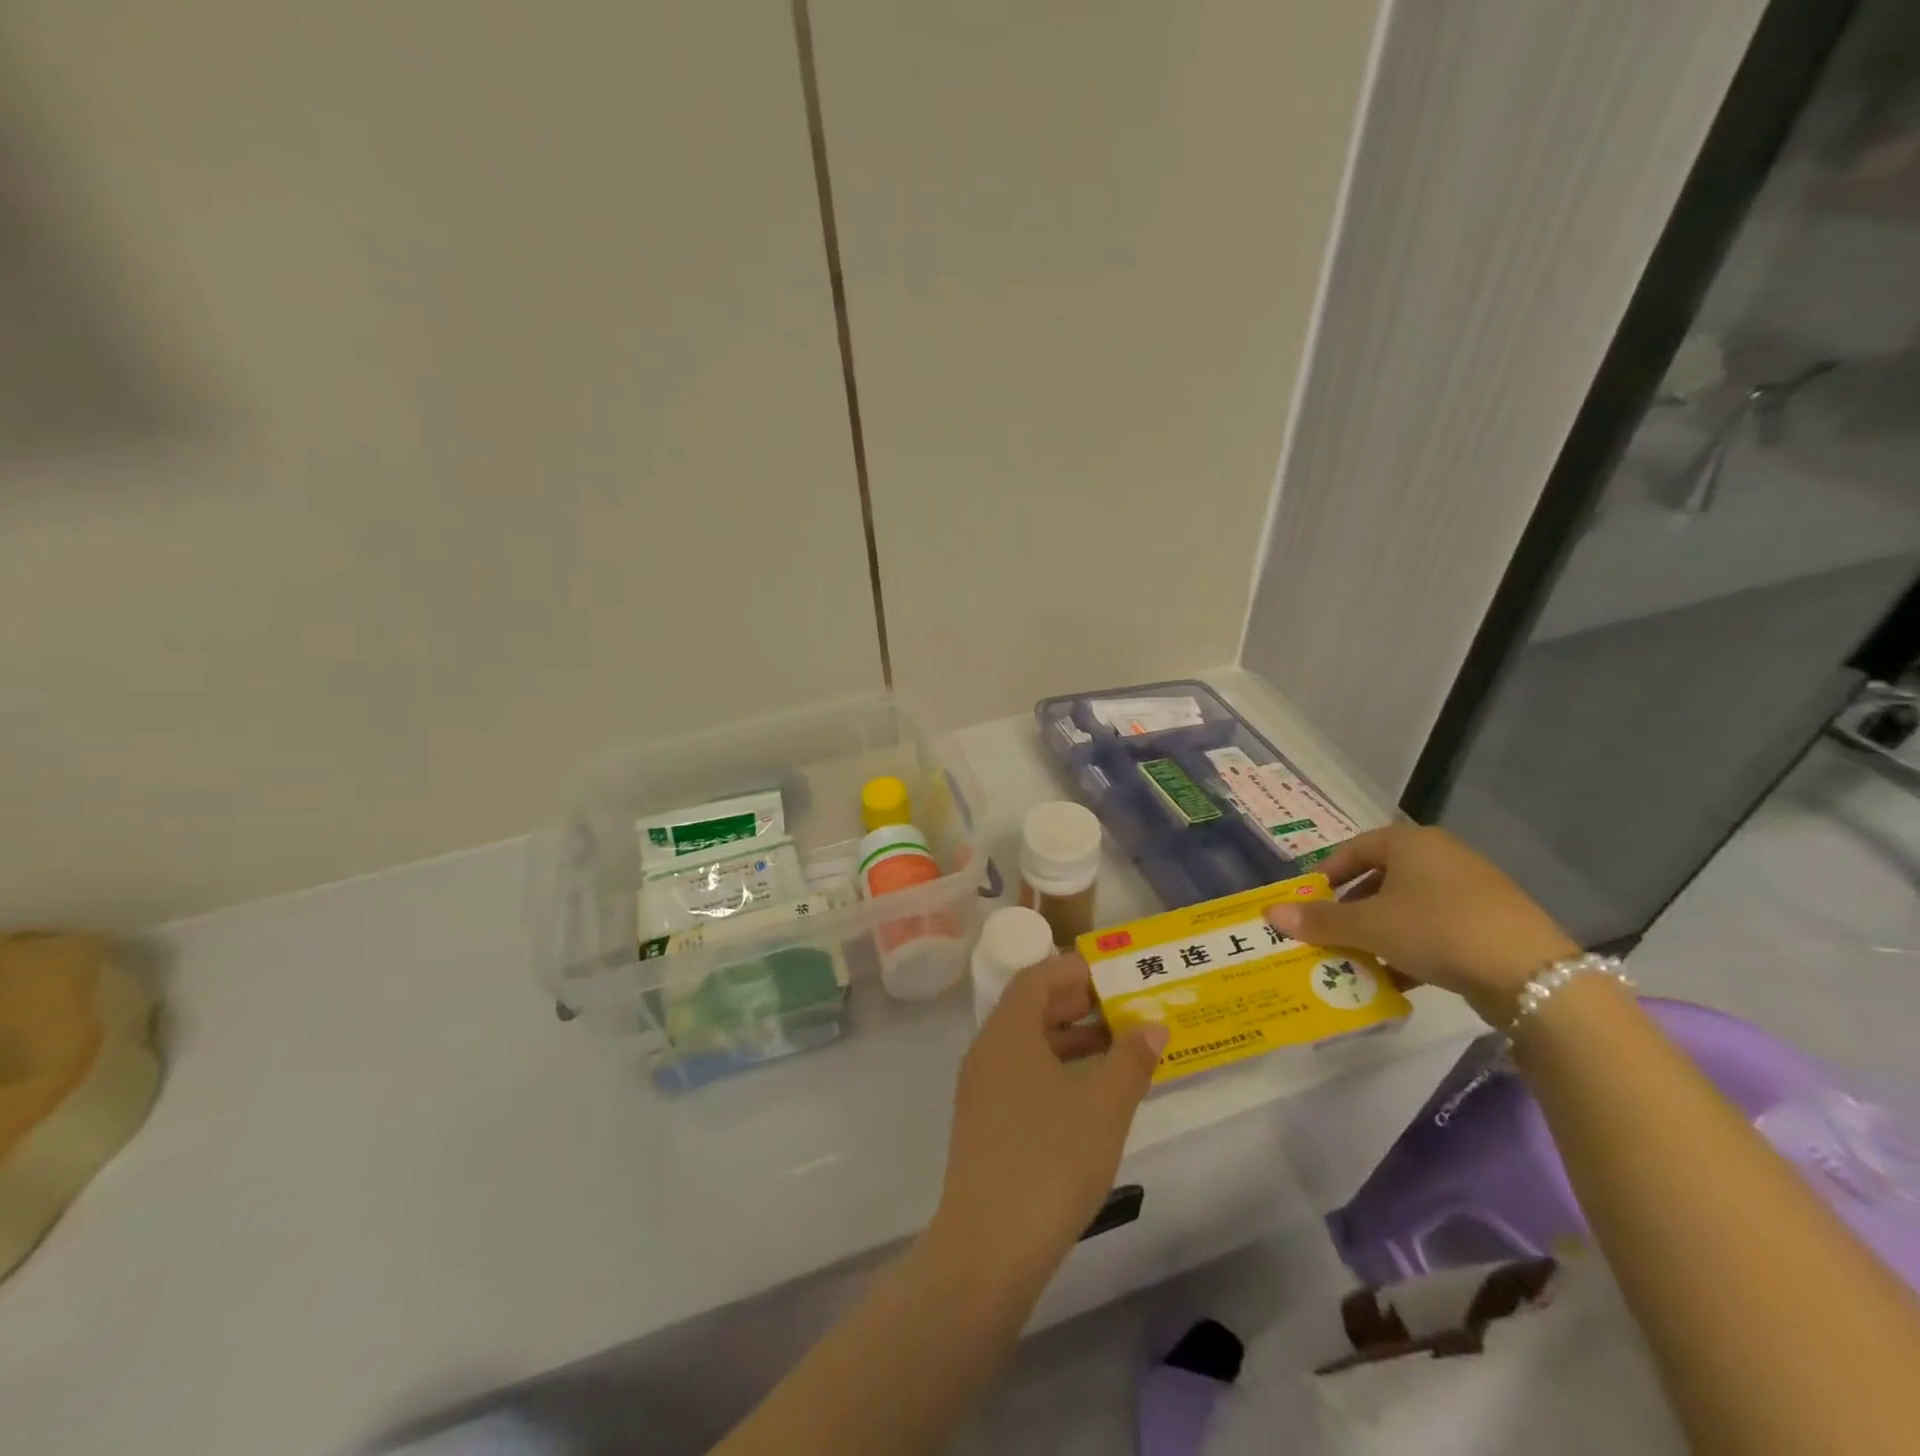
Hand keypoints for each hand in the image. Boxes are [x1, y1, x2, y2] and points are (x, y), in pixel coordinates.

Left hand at [931, 954, 1167, 1286]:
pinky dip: (1055, 1070)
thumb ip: (1131, 1061)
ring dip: (1068, 1039)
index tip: (1111, 973)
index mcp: (1008, 1032)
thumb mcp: (1103, 1107)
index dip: (1073, 970)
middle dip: (1076, 1003)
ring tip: (1116, 1048)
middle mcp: (987, 1050)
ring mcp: (981, 1089)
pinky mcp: (983, 1123)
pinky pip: (1020, 1075)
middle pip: (1029, 1008)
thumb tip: (1153, 1026)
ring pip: (1026, 1045)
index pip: (1036, 978)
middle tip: (1121, 1007)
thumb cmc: (1050, 1160)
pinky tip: (1088, 1094)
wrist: (988, 1246)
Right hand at [1265, 824, 1576, 1026]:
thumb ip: (1319, 920)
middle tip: (1329, 936)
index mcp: (1409, 843)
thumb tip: (1270, 913)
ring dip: (1379, 933)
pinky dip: (1412, 949)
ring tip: (1358, 961)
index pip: (1353, 850)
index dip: (1325, 876)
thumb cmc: (1436, 929)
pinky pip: (1436, 929)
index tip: (1308, 904)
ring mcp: (1472, 889)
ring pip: (1408, 908)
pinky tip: (1398, 979)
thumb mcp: (1368, 926)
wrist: (1532, 974)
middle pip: (1380, 879)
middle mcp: (1441, 856)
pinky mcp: (1492, 923)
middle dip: (1351, 910)